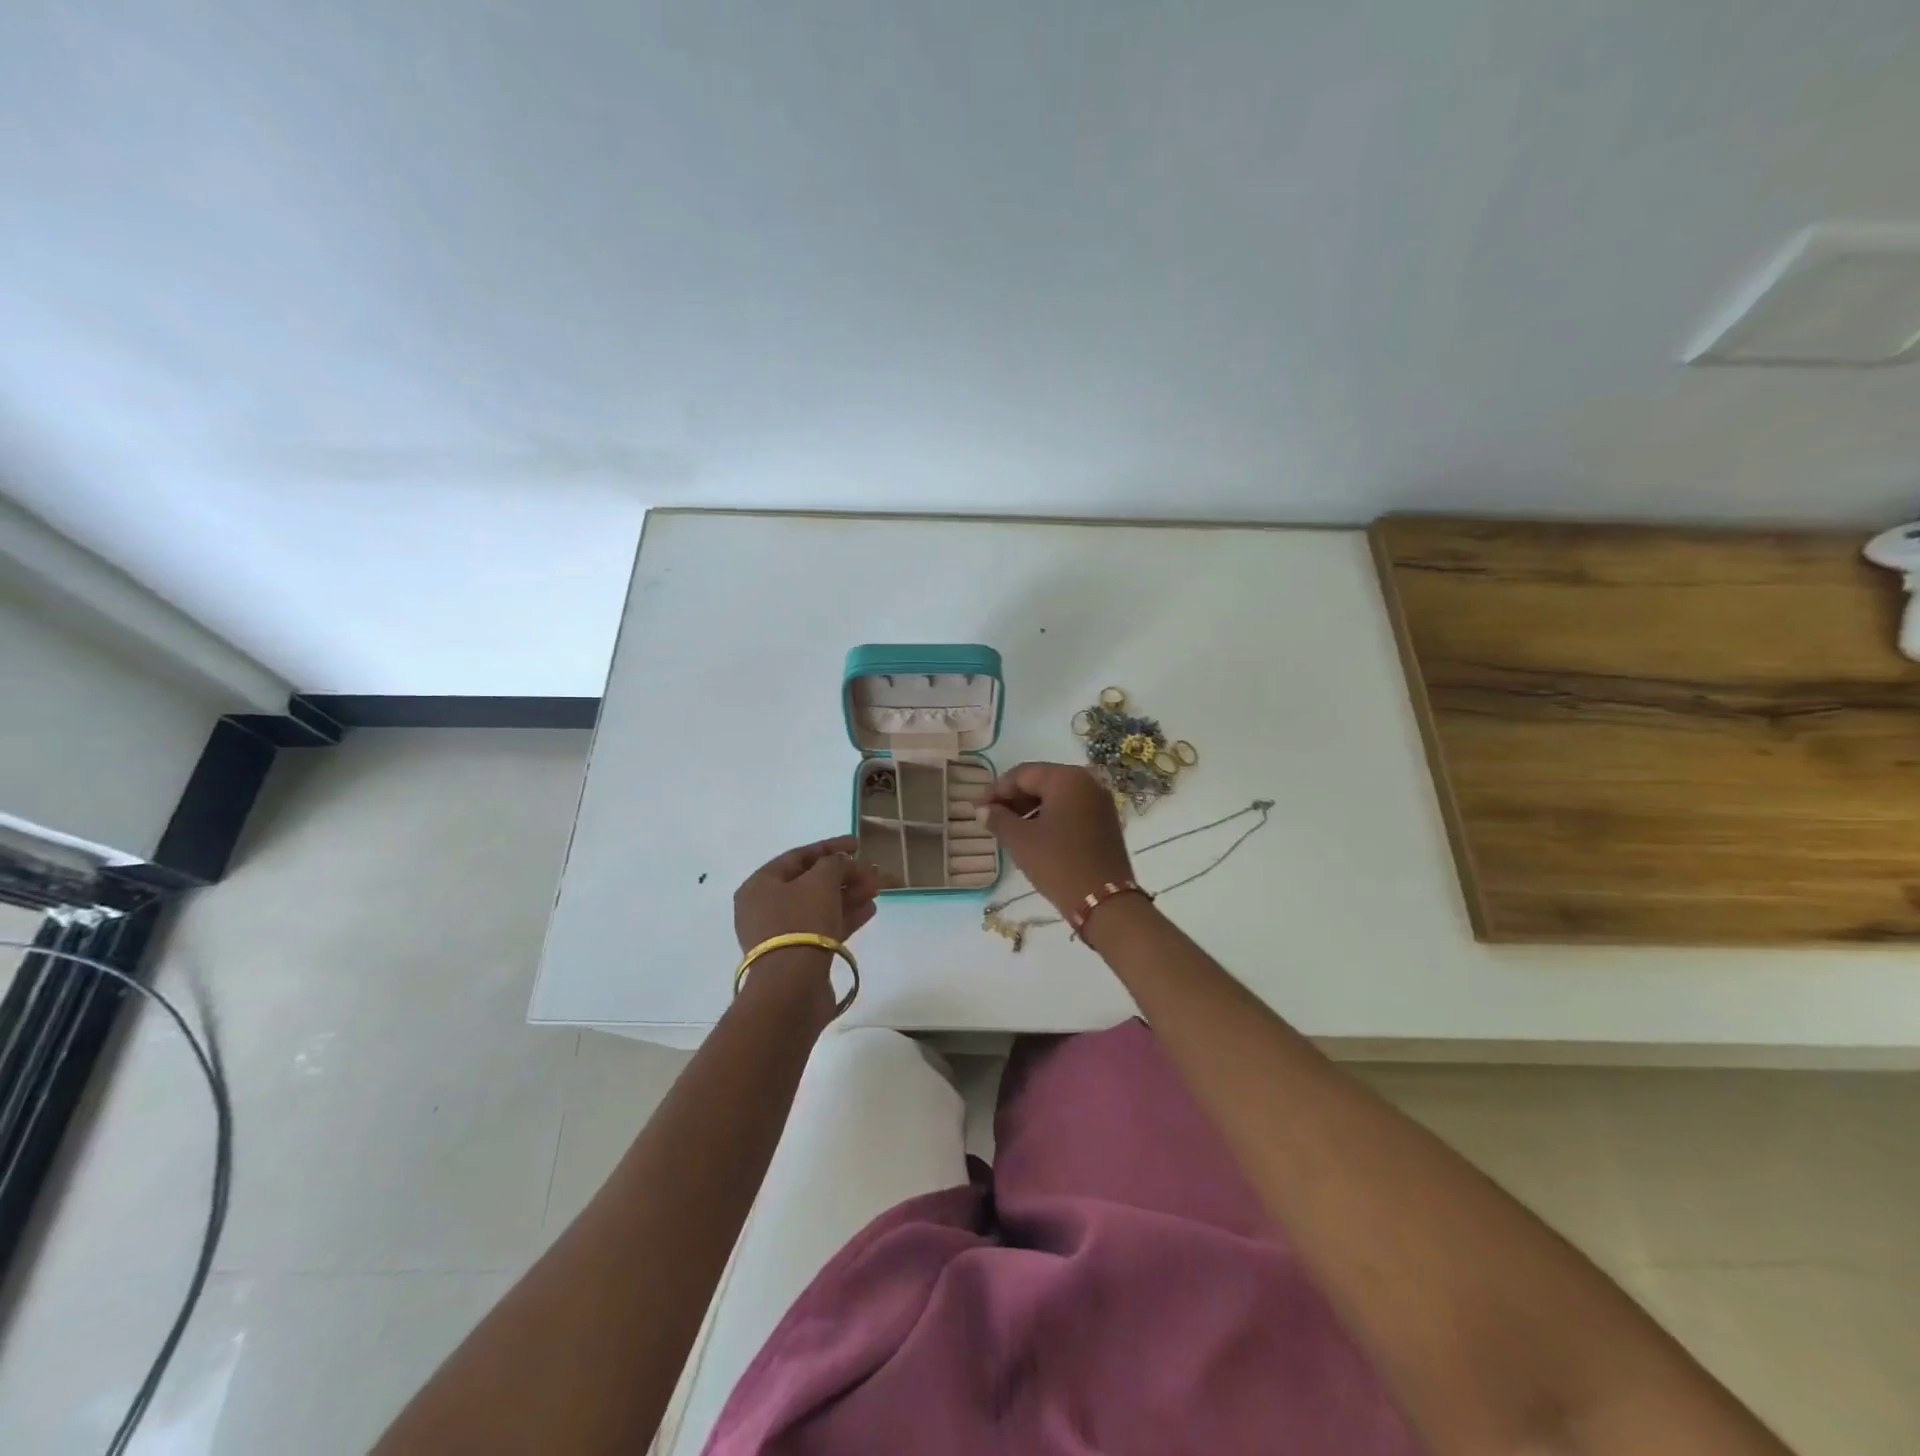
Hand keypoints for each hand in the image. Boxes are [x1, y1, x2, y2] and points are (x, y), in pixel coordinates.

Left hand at [733, 835, 879, 954]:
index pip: (798, 856)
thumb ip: (834, 863)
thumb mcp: (821, 881)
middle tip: (872, 872)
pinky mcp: (797, 955)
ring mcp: (781, 933)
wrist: (792, 987)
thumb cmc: (801, 922)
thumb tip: (842, 864)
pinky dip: (845, 916)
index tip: (858, 845)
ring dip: (848, 894)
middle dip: (844, 875)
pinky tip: (869, 909)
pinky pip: (823, 927)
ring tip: (876, 889)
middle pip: (811, 882)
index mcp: (760, 885)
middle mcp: (765, 907)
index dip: (830, 847)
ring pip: (819, 905)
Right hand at [980, 763, 1134, 915]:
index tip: (978, 808)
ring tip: (1009, 830)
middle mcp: (1087, 782)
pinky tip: (1034, 836)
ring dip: (1030, 809)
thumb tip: (983, 810)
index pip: (1022, 774)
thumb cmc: (1058, 863)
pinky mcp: (1105, 822)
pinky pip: (1071, 810)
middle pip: (1041, 782)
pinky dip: (1049, 818)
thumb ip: (998, 819)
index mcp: (1066, 778)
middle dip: (1014, 799)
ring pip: (1056, 797)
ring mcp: (1100, 802)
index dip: (996, 790)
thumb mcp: (1020, 840)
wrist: (1105, 902)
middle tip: (992, 818)